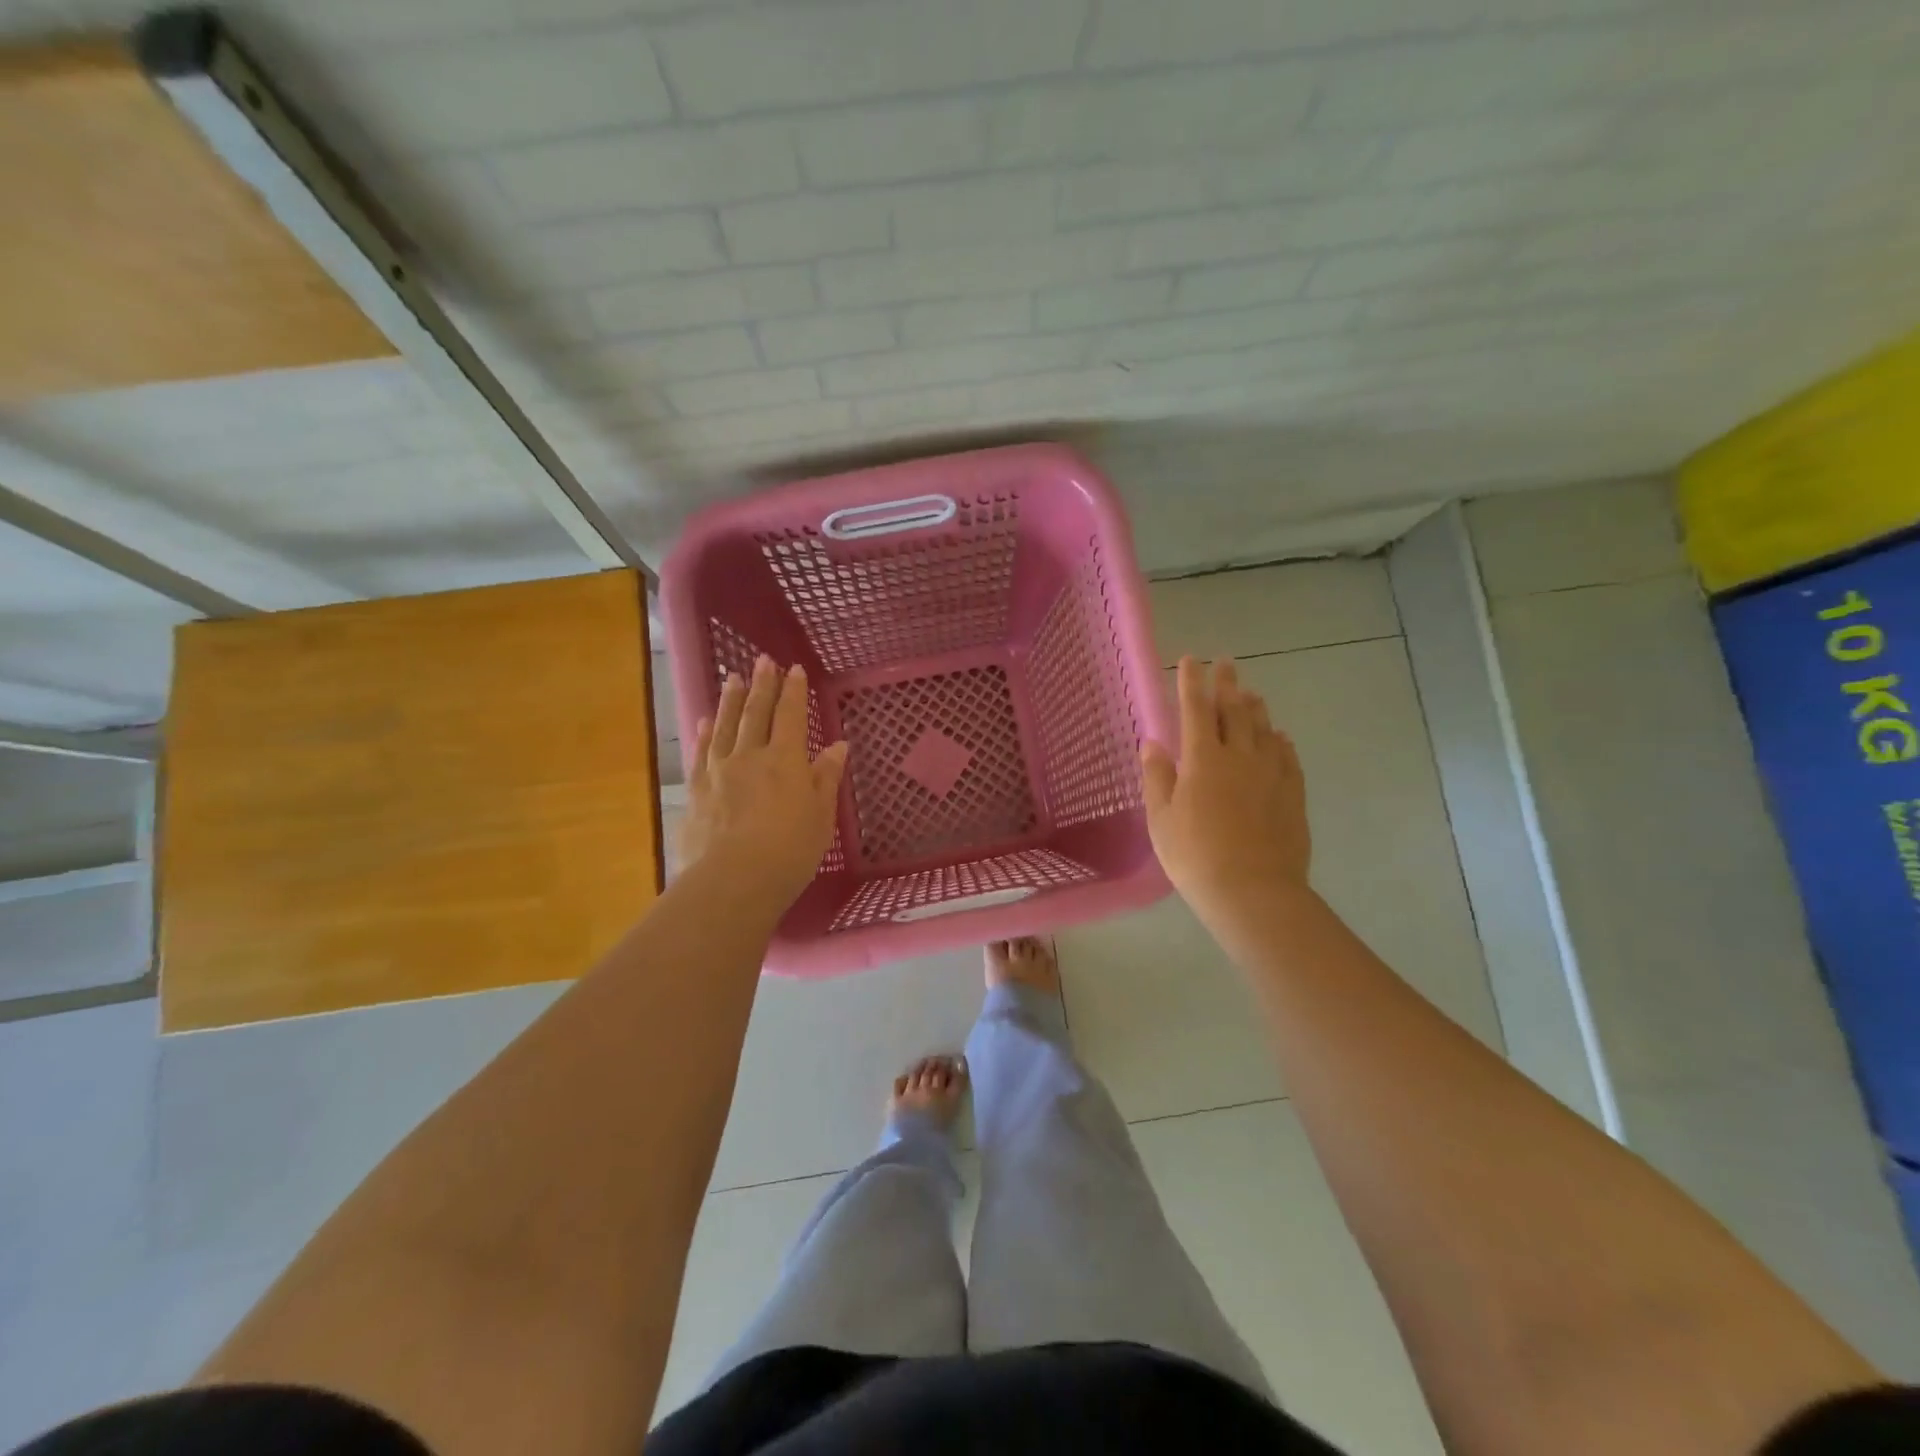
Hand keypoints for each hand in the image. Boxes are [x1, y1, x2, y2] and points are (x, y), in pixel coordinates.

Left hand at [679, 656, 848, 907]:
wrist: (734, 880)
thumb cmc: (790, 850)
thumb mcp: (821, 815)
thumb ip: (826, 777)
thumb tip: (837, 745)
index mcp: (785, 760)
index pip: (791, 716)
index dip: (793, 691)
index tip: (794, 669)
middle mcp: (750, 755)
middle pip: (756, 713)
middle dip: (762, 685)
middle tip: (763, 660)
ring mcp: (718, 771)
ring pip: (725, 725)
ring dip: (731, 700)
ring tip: (733, 678)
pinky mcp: (696, 790)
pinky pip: (701, 752)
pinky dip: (705, 732)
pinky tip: (705, 721)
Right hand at [1141, 656, 1310, 915]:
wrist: (1253, 891)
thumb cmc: (1195, 856)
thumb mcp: (1161, 819)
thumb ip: (1157, 777)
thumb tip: (1153, 743)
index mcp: (1203, 759)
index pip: (1195, 709)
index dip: (1192, 683)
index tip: (1191, 660)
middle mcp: (1240, 756)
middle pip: (1235, 710)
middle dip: (1227, 684)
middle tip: (1227, 663)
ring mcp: (1271, 773)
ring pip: (1265, 728)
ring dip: (1255, 707)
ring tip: (1251, 693)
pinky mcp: (1293, 793)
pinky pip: (1288, 756)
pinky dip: (1280, 740)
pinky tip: (1279, 737)